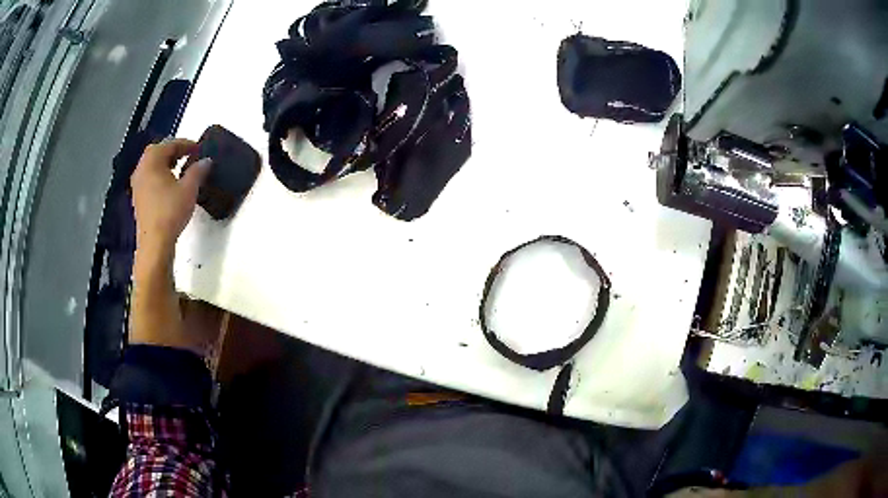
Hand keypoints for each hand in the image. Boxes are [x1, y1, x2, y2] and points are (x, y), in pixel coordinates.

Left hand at [131, 139, 211, 262]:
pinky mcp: (138, 198)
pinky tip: (170, 186)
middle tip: (189, 156)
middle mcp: (141, 168)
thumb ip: (198, 170)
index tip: (199, 149)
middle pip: (158, 152)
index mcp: (152, 160)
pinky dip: (160, 176)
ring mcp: (137, 184)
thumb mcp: (189, 188)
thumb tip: (206, 161)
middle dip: (174, 152)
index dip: (187, 144)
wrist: (155, 243)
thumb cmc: (170, 212)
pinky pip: (150, 178)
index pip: (171, 144)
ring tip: (181, 170)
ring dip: (166, 164)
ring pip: (153, 166)